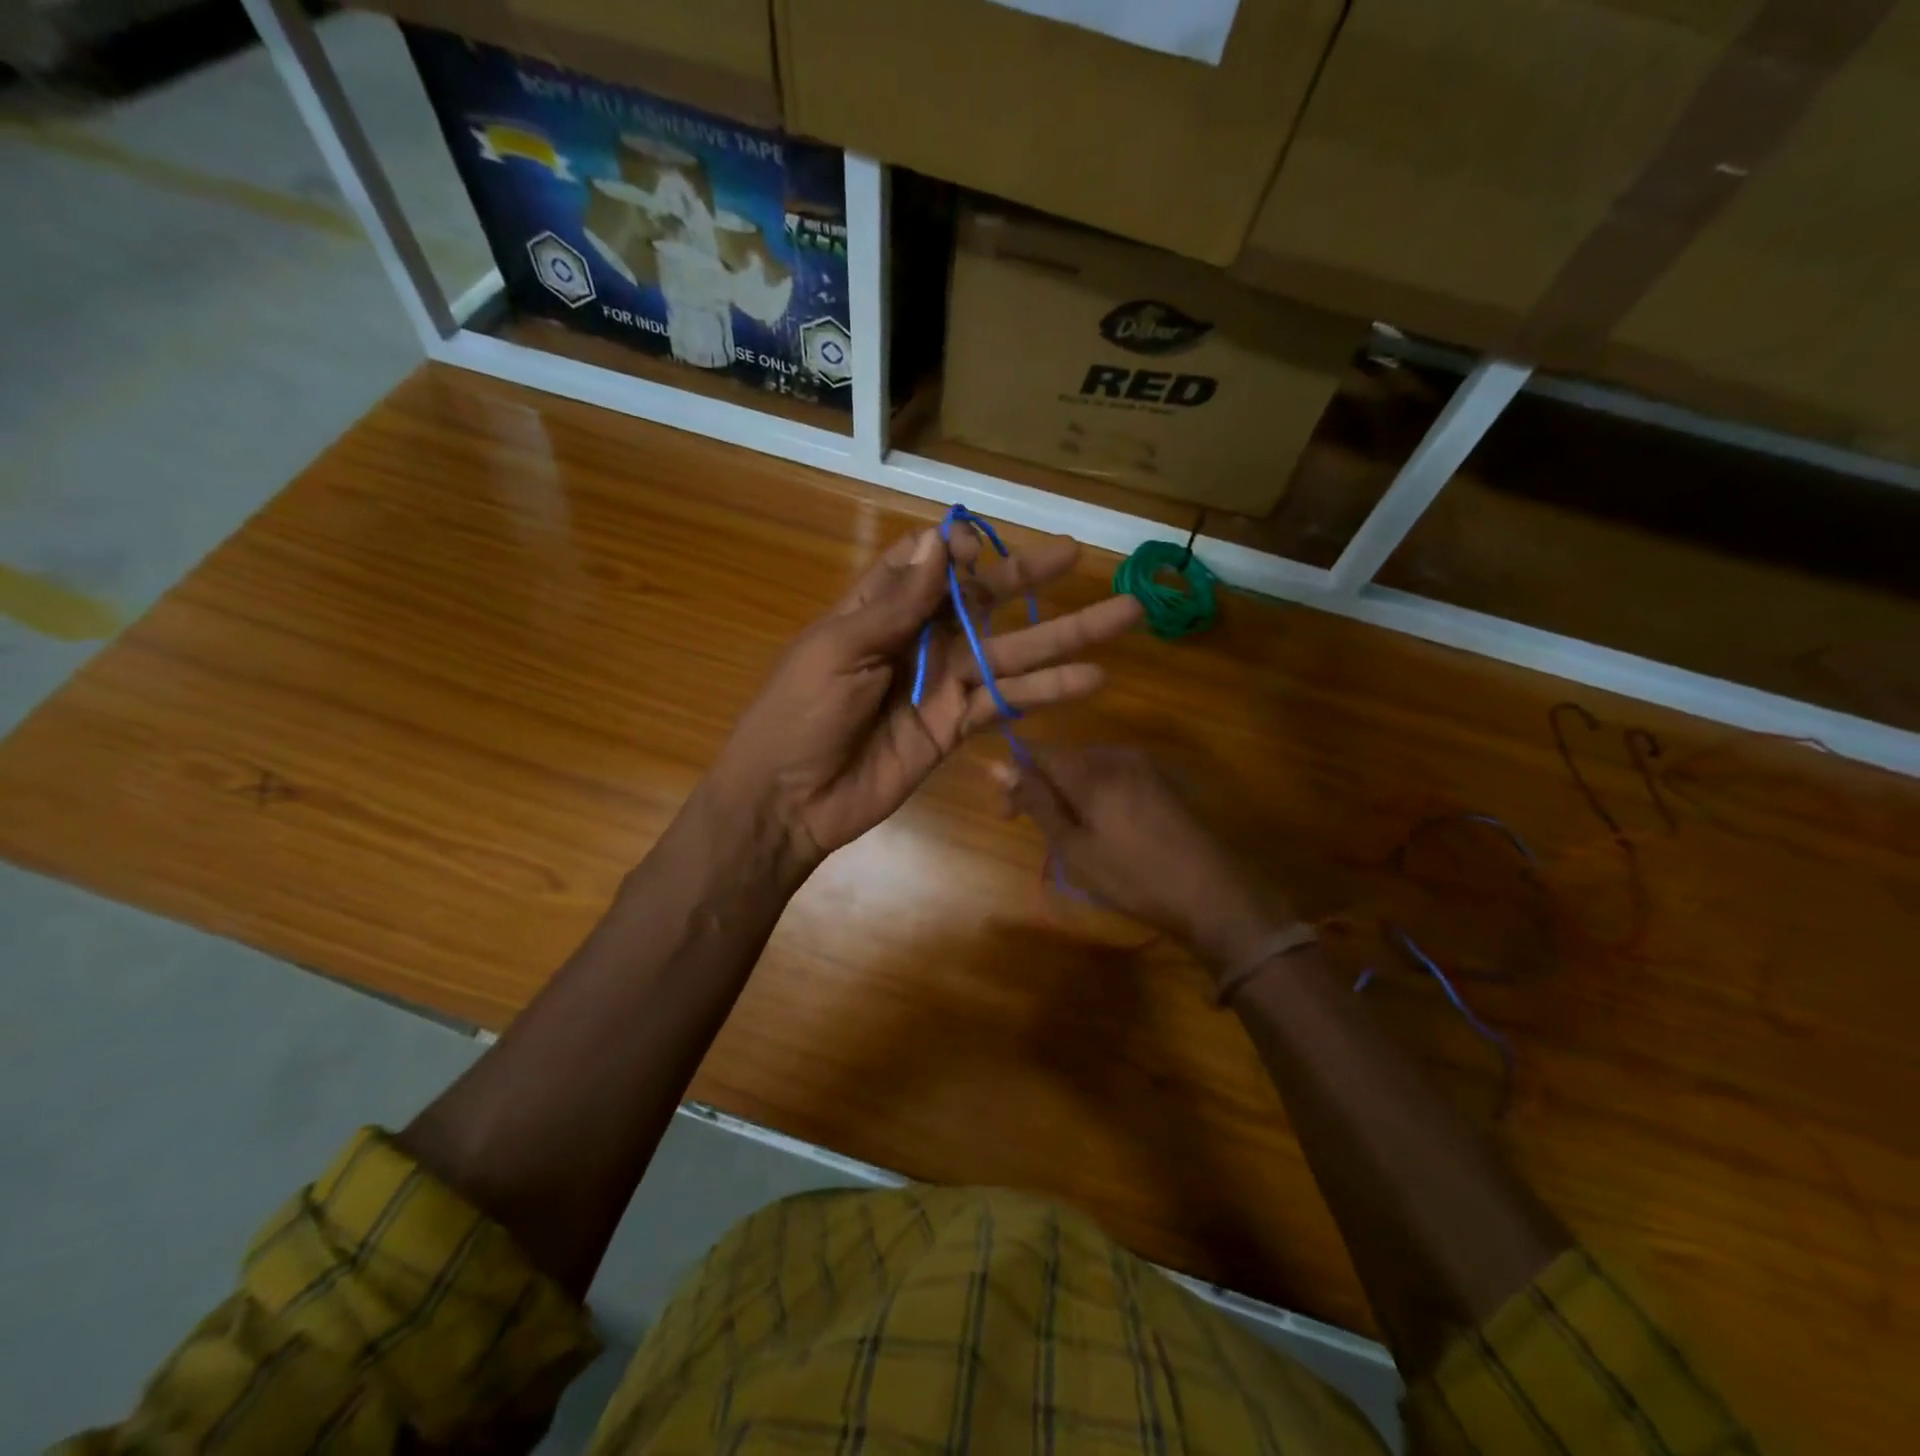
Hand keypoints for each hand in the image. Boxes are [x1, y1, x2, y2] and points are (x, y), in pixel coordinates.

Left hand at [710, 523, 1142, 867]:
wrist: (789, 799)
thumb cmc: (800, 714)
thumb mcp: (840, 649)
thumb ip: (896, 601)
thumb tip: (942, 539)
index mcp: (881, 609)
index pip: (930, 562)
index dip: (960, 550)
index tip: (983, 550)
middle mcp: (919, 638)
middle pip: (984, 600)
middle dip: (1030, 577)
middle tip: (1079, 554)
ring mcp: (943, 683)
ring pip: (1012, 651)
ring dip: (1064, 636)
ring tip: (1125, 616)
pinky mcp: (957, 726)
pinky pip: (1008, 702)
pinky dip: (1048, 692)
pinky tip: (1092, 680)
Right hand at [994, 744, 1286, 974]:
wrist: (1213, 894)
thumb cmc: (1133, 877)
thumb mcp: (1074, 847)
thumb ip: (1036, 802)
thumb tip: (996, 766)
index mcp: (1091, 768)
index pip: (1036, 752)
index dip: (1016, 779)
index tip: (1010, 815)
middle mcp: (1117, 755)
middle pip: (1065, 759)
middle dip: (1045, 789)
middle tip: (1044, 834)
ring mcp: (1146, 765)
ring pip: (1091, 769)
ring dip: (1073, 794)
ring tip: (1075, 837)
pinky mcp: (1164, 780)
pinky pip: (1117, 777)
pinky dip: (1100, 796)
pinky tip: (1110, 830)